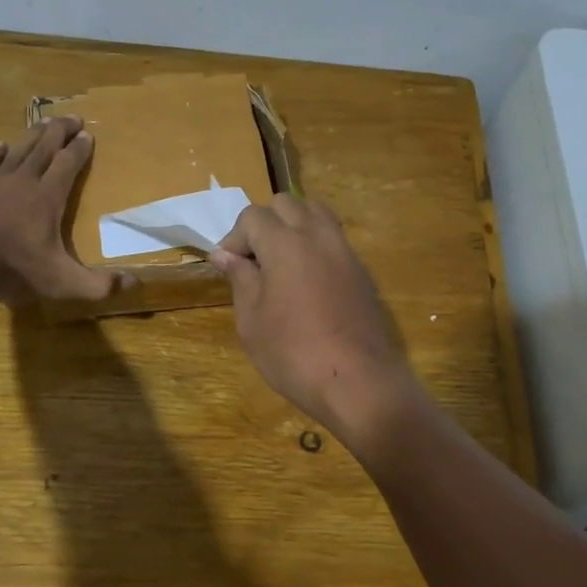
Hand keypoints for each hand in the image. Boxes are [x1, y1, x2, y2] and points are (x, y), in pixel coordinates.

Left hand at [0, 118, 128, 304]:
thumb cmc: (8, 266)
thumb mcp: (59, 282)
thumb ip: (96, 285)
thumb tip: (134, 282)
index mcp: (48, 198)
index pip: (69, 164)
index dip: (80, 149)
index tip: (88, 135)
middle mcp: (23, 181)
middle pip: (45, 147)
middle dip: (61, 131)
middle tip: (73, 117)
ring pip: (18, 149)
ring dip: (33, 135)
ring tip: (44, 123)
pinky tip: (0, 145)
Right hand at [211, 196, 420, 442]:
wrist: (358, 382)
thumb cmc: (293, 353)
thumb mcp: (252, 320)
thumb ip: (240, 279)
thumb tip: (224, 254)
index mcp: (285, 243)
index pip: (253, 216)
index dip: (235, 238)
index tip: (229, 268)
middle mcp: (318, 236)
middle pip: (286, 204)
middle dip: (264, 224)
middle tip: (254, 262)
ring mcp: (345, 252)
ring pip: (316, 214)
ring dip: (293, 227)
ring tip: (281, 264)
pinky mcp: (362, 272)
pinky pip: (334, 239)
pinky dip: (315, 245)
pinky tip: (307, 283)